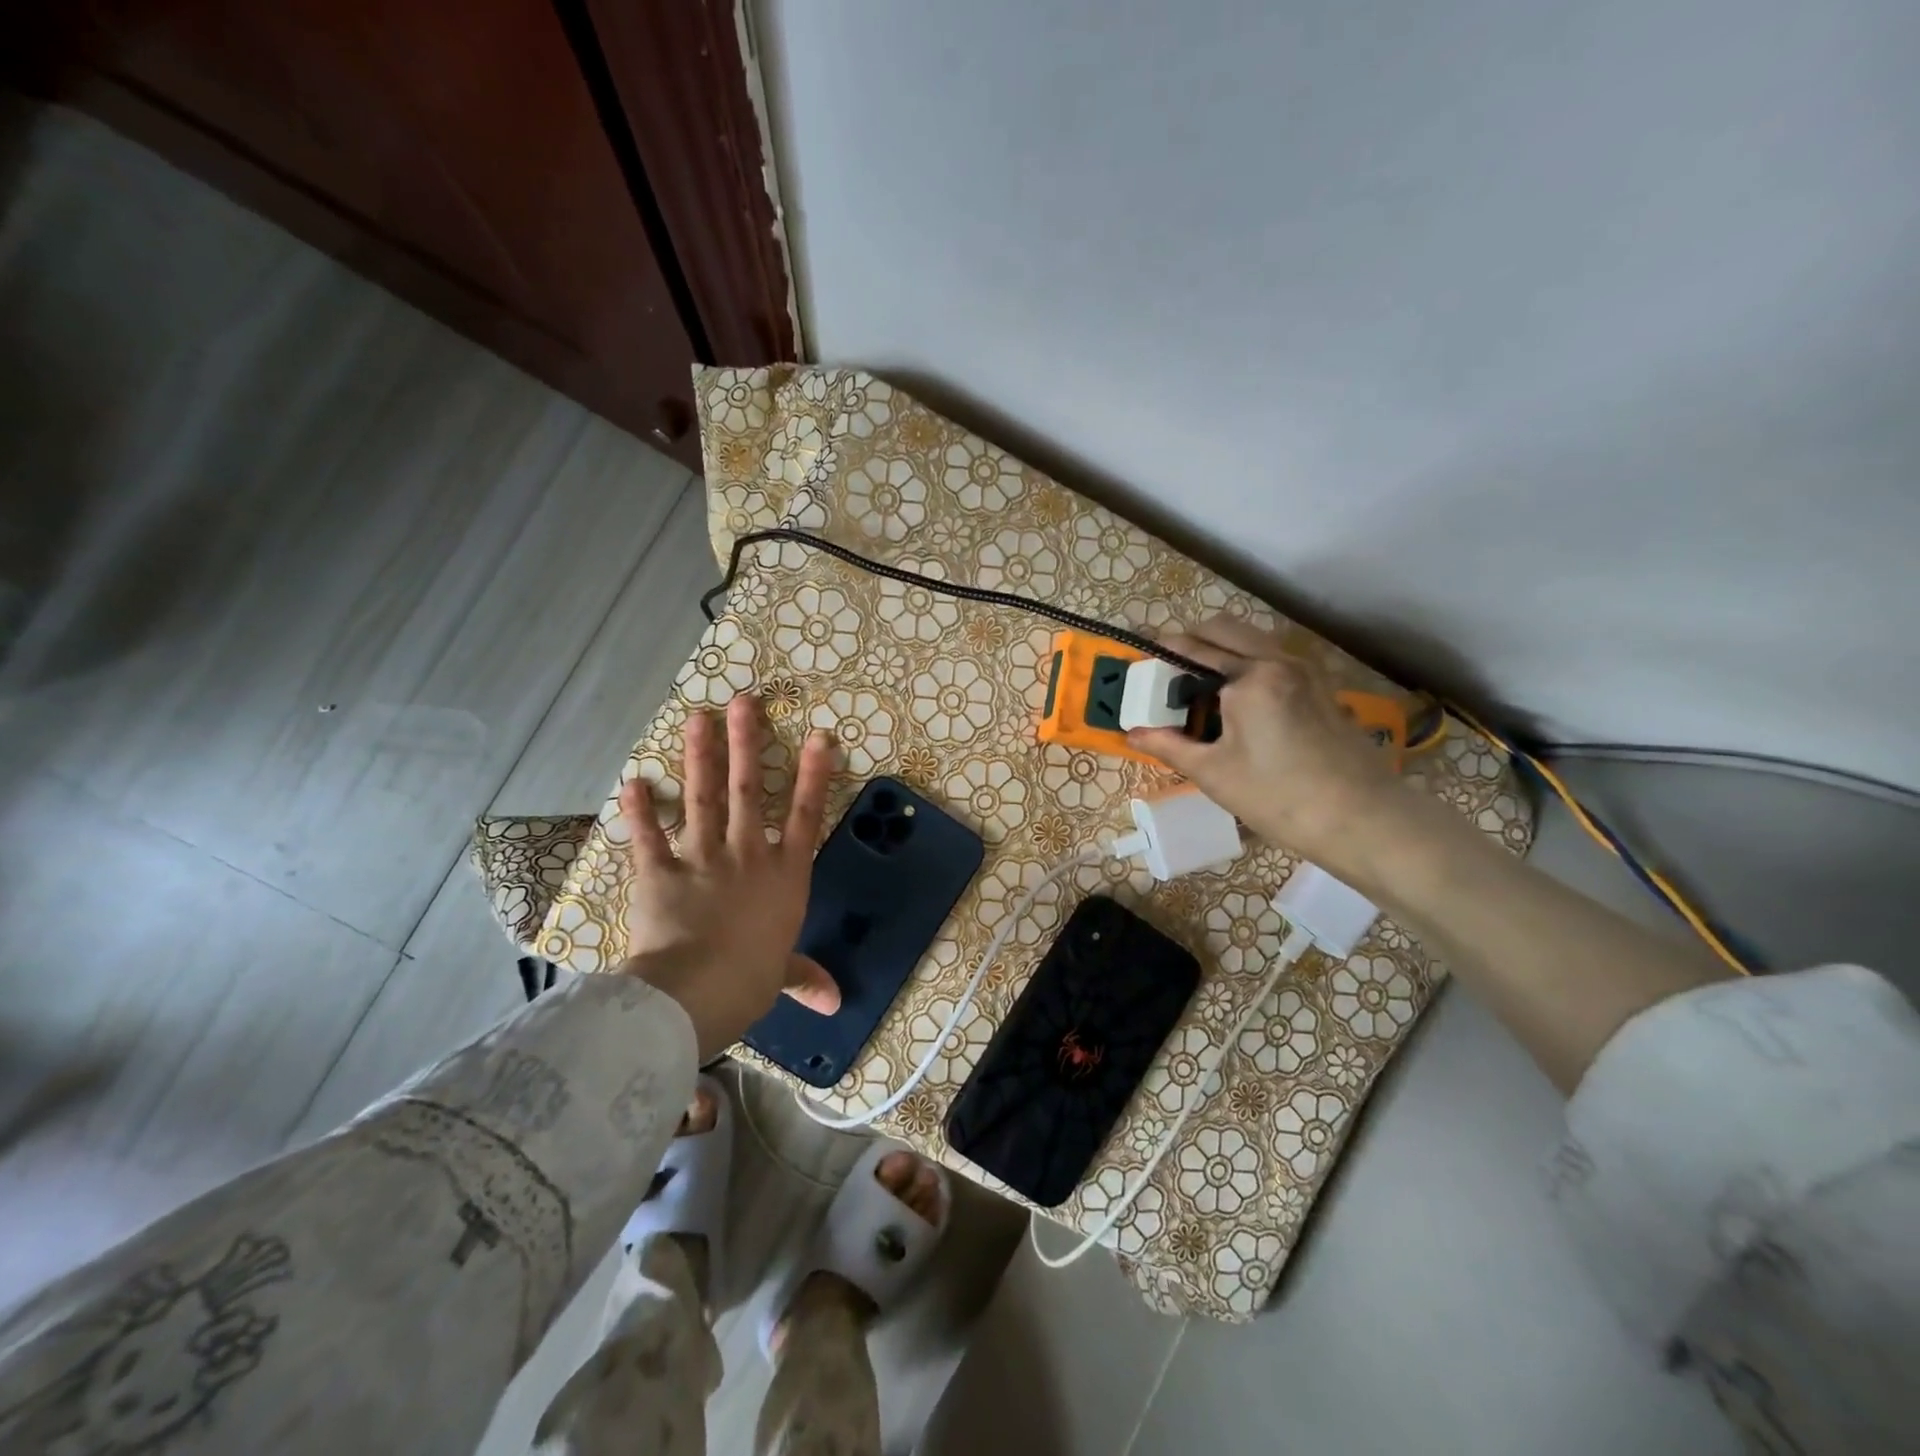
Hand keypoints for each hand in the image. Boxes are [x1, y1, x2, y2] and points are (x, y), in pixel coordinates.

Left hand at [619, 694, 839, 1059]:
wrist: (695, 993)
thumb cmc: (749, 981)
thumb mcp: (780, 977)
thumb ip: (804, 977)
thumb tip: (835, 1002)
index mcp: (783, 876)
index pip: (806, 816)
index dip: (814, 775)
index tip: (819, 737)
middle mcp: (747, 855)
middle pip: (750, 790)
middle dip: (747, 744)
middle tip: (743, 703)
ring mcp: (702, 858)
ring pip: (704, 798)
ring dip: (700, 757)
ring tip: (698, 718)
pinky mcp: (660, 872)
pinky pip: (648, 836)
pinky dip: (639, 811)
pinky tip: (633, 781)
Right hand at [1126, 617, 1404, 876]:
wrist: (1361, 819)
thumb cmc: (1278, 797)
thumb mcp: (1213, 773)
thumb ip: (1169, 745)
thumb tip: (1131, 733)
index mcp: (1250, 677)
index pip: (1193, 648)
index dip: (1162, 653)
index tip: (1142, 661)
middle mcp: (1279, 660)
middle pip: (1225, 629)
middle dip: (1193, 640)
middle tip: (1169, 670)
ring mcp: (1306, 670)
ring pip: (1253, 639)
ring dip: (1223, 648)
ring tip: (1201, 684)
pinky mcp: (1321, 687)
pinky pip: (1275, 657)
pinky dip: (1249, 661)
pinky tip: (1238, 699)